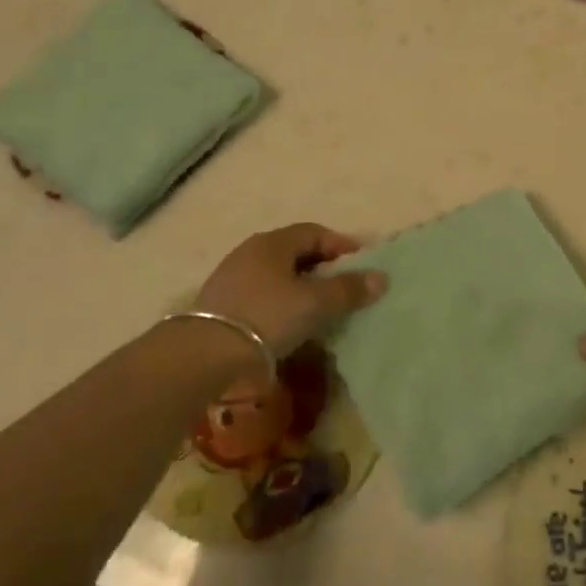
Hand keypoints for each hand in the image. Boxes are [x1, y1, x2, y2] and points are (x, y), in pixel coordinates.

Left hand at [195, 223, 386, 360]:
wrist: (205, 353)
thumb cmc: (267, 316)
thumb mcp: (315, 303)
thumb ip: (348, 289)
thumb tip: (380, 278)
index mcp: (273, 242)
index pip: (314, 232)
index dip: (341, 245)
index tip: (361, 264)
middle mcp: (250, 251)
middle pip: (294, 252)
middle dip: (321, 266)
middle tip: (343, 286)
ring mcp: (231, 277)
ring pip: (277, 274)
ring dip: (300, 285)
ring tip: (319, 307)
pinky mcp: (221, 303)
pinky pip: (261, 293)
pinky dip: (281, 301)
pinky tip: (288, 321)